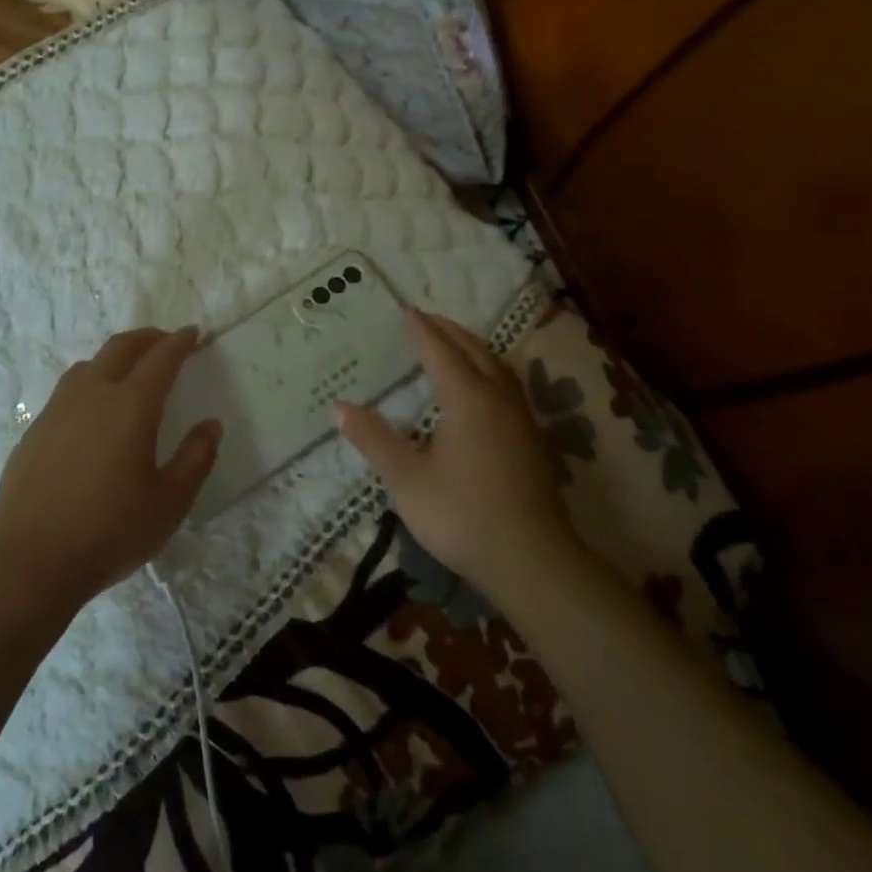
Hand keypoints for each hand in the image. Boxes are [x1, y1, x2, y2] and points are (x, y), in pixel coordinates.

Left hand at [0, 327, 221, 607]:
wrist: (28, 561)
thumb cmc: (109, 532)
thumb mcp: (169, 503)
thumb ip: (195, 459)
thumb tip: (210, 425)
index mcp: (131, 406)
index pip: (161, 359)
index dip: (179, 342)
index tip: (193, 333)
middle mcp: (92, 395)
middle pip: (120, 348)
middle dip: (147, 338)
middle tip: (165, 341)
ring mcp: (57, 410)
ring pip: (88, 365)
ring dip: (114, 357)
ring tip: (128, 371)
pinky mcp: (34, 431)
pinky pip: (67, 391)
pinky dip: (89, 383)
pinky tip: (92, 413)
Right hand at [335, 309, 583, 604]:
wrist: (532, 561)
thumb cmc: (462, 516)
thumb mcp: (407, 480)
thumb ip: (374, 440)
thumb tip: (339, 406)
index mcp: (468, 399)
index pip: (440, 352)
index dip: (421, 330)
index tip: (406, 309)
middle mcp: (498, 398)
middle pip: (473, 351)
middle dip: (449, 331)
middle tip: (426, 318)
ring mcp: (521, 418)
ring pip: (497, 366)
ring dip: (473, 347)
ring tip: (454, 342)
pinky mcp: (532, 440)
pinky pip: (508, 384)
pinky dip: (489, 368)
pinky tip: (483, 388)